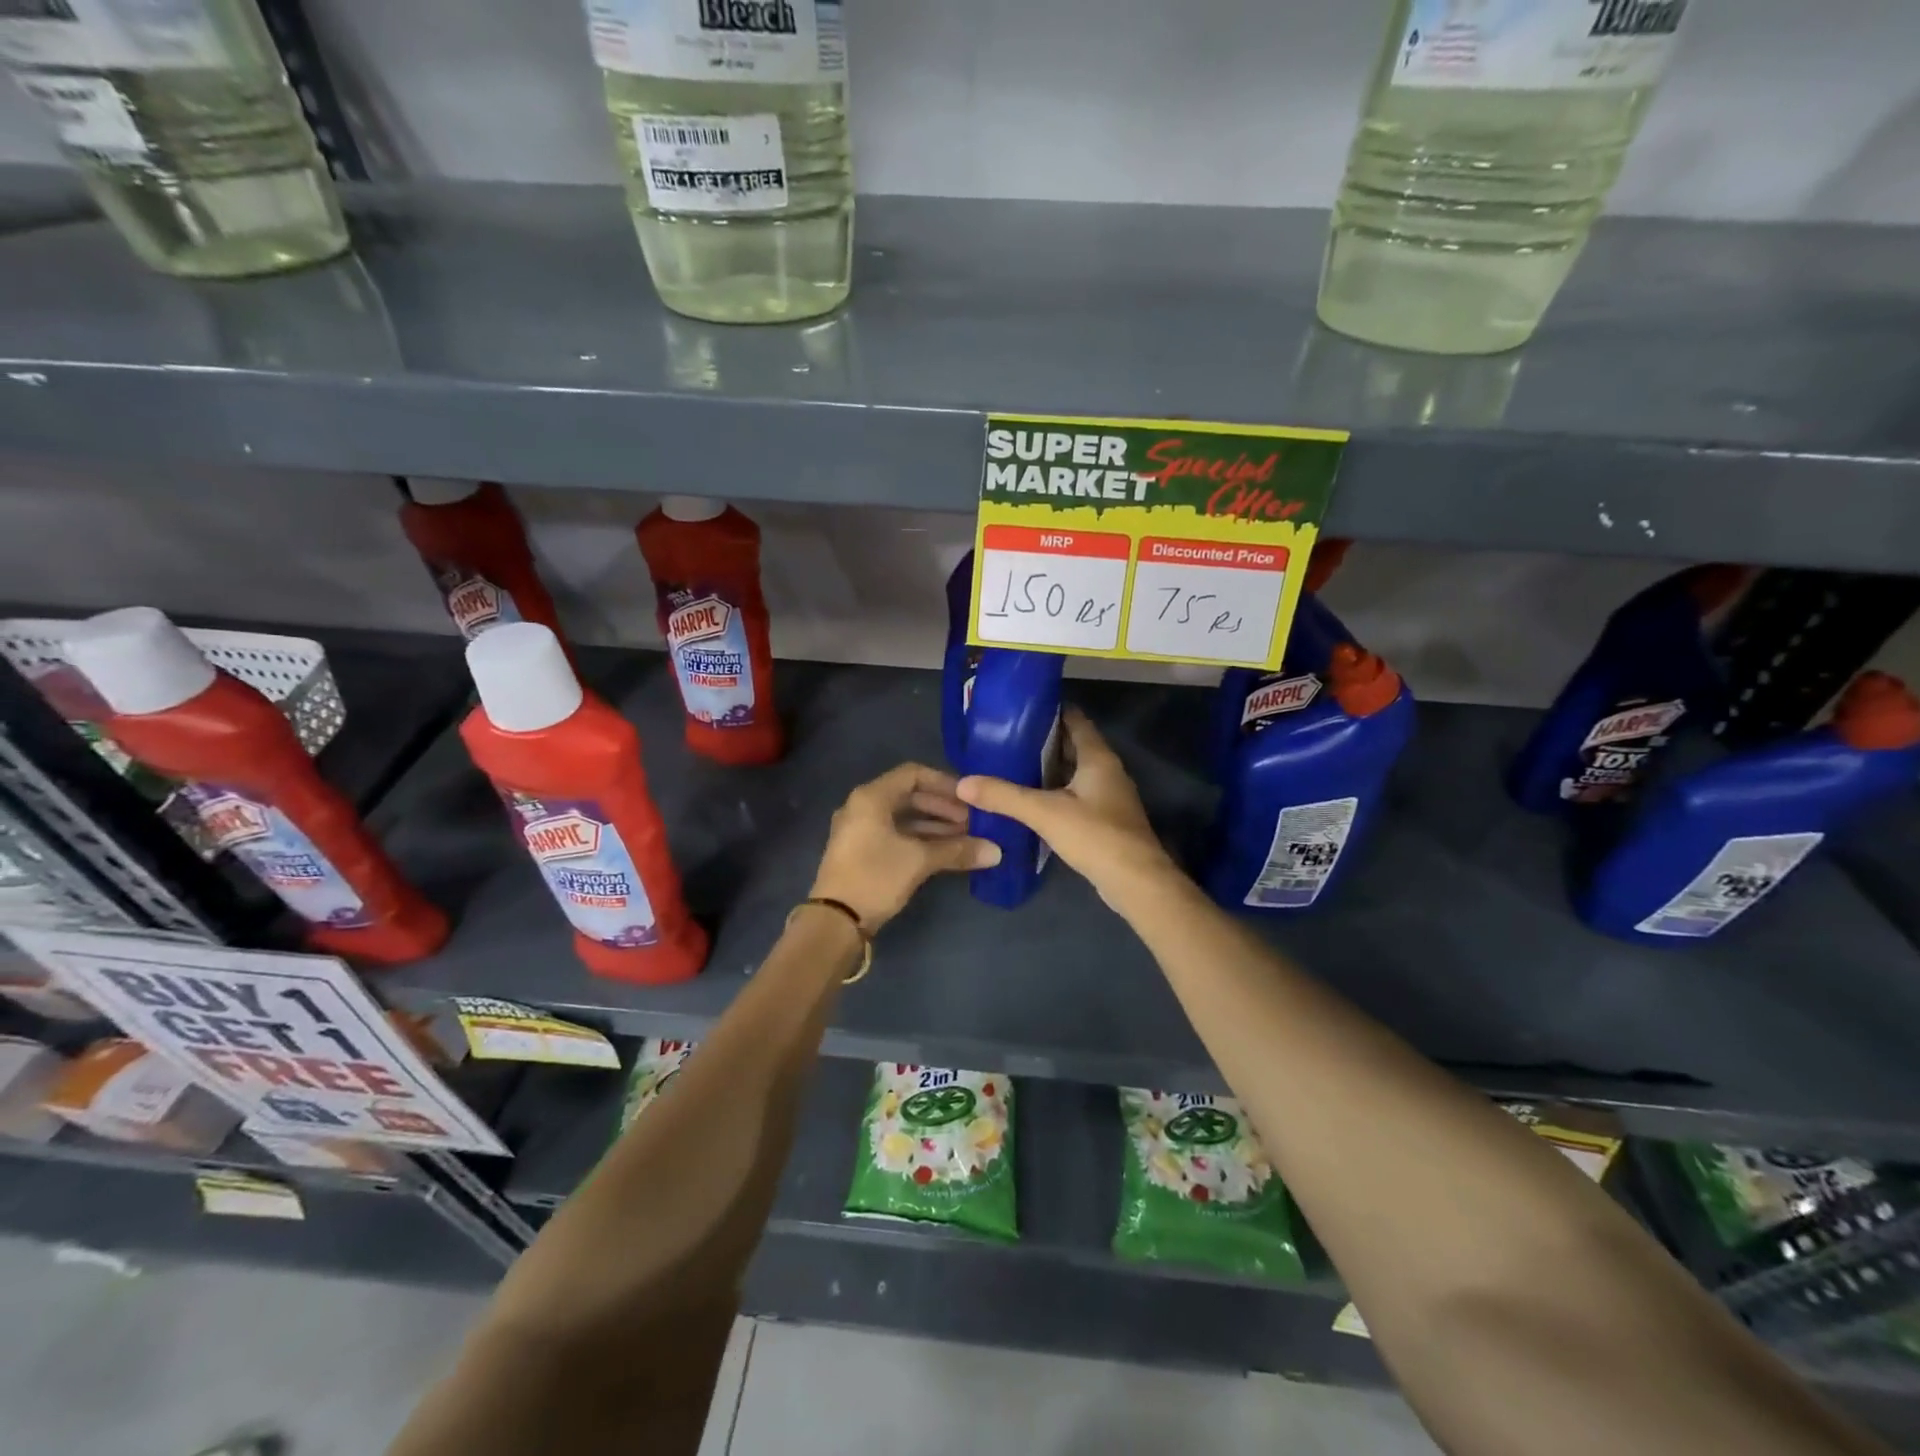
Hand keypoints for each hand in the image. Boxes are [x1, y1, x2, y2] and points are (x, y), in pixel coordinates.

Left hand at [810, 763, 1000, 931]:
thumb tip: (996, 851)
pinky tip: (945, 852)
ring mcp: (860, 829)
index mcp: (871, 797)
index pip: (914, 774)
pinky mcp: (862, 851)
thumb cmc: (875, 877)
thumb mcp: (919, 861)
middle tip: (972, 821)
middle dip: (943, 807)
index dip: (944, 783)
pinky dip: (920, 839)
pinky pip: (895, 834)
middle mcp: (862, 806)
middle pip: (909, 795)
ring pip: (903, 818)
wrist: (834, 921)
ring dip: (934, 825)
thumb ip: (957, 850)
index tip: (970, 798)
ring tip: (966, 837)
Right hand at [955, 707, 1177, 904]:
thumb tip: (963, 783)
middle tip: (1004, 739)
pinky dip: (1054, 793)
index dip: (1049, 711)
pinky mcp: (1105, 820)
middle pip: (1072, 746)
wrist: (1136, 882)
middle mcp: (1107, 771)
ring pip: (1073, 773)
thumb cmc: (1095, 836)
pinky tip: (1031, 801)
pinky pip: (1075, 796)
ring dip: (1047, 769)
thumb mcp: (1044, 813)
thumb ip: (1004, 796)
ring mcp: (1108, 796)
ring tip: (1010, 767)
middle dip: (1041, 741)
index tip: (1017, 710)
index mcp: (1098, 757)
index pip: (1074, 720)